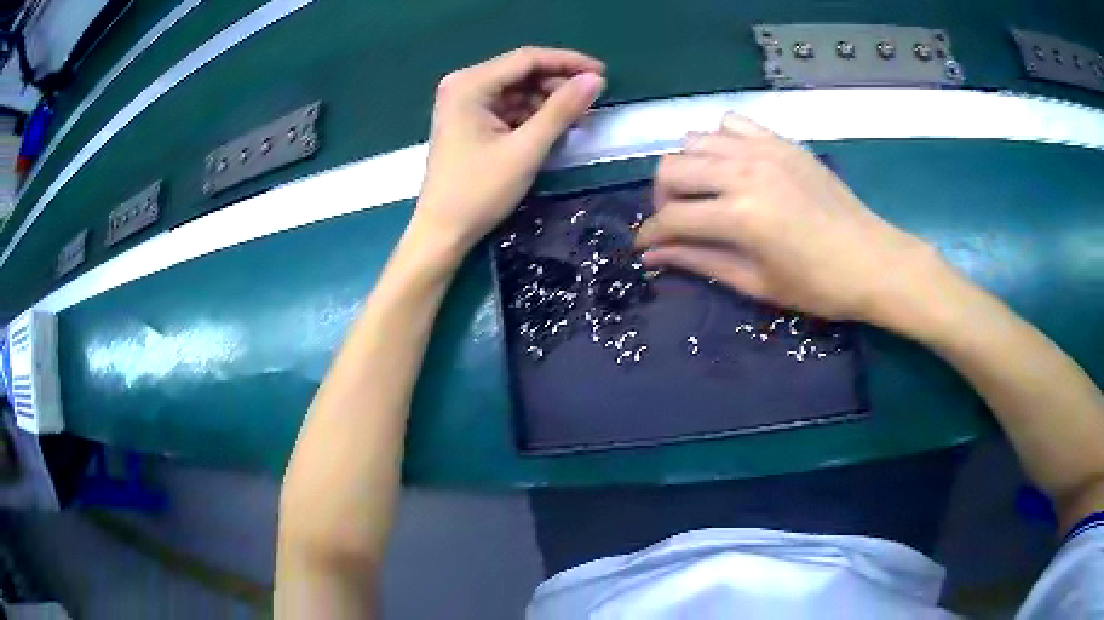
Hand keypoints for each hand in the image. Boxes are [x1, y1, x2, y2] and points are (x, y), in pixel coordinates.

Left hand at [410, 47, 605, 253]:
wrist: (443, 232)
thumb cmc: (479, 192)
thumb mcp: (526, 150)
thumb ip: (561, 110)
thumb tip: (595, 80)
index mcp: (469, 85)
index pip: (526, 59)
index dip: (567, 62)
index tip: (603, 73)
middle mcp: (463, 85)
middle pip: (520, 72)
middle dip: (558, 83)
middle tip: (592, 99)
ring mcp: (463, 103)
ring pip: (516, 89)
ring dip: (547, 100)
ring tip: (578, 116)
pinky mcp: (468, 121)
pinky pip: (508, 106)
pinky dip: (531, 114)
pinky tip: (553, 126)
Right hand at [635, 115, 936, 323]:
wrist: (873, 260)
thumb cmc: (818, 285)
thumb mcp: (756, 283)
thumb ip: (700, 262)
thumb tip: (653, 256)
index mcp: (739, 216)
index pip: (671, 218)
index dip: (650, 236)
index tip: (645, 248)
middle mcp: (743, 171)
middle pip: (671, 167)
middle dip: (662, 198)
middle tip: (676, 220)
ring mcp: (763, 150)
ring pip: (695, 140)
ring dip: (688, 167)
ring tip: (703, 192)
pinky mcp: (781, 141)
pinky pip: (731, 123)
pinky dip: (719, 141)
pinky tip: (731, 164)